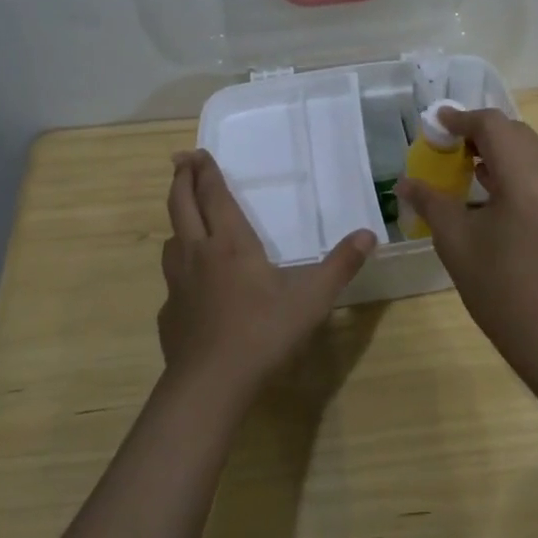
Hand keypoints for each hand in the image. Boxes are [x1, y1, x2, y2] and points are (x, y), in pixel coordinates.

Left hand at [159, 150, 376, 407]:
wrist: (210, 385)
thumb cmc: (263, 333)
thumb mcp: (312, 299)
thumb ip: (340, 266)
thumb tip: (368, 234)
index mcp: (230, 244)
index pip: (214, 196)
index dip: (206, 172)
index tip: (197, 152)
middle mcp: (198, 254)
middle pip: (180, 206)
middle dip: (181, 179)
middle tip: (181, 160)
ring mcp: (178, 284)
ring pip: (171, 240)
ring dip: (177, 221)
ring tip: (186, 218)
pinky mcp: (169, 313)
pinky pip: (172, 280)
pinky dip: (179, 268)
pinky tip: (192, 284)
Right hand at [396, 109, 537, 363]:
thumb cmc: (498, 288)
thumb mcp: (455, 241)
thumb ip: (431, 201)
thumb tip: (405, 181)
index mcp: (525, 180)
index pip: (494, 126)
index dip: (461, 119)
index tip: (434, 123)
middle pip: (515, 132)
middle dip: (479, 130)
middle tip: (446, 142)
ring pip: (528, 150)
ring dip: (496, 146)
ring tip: (461, 161)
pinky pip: (536, 170)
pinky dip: (510, 166)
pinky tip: (484, 186)